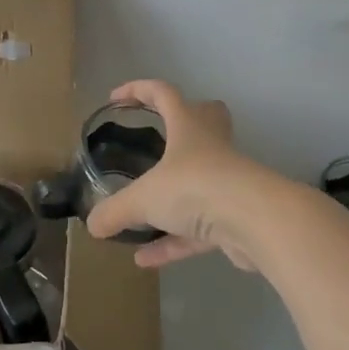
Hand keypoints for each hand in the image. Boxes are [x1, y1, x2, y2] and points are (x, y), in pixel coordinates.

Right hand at [84, 80, 266, 269]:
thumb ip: (115, 211)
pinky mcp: (235, 217)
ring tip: (141, 211)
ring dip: (173, 194)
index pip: (163, 94)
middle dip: (185, 122)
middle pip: (206, 119)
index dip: (138, 91)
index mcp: (188, 127)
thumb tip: (92, 224)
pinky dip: (173, 240)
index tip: (115, 98)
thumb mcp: (143, 198)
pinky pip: (198, 227)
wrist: (256, 222)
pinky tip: (146, 258)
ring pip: (201, 178)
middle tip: (160, 134)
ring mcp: (227, 182)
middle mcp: (211, 148)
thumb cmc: (195, 188)